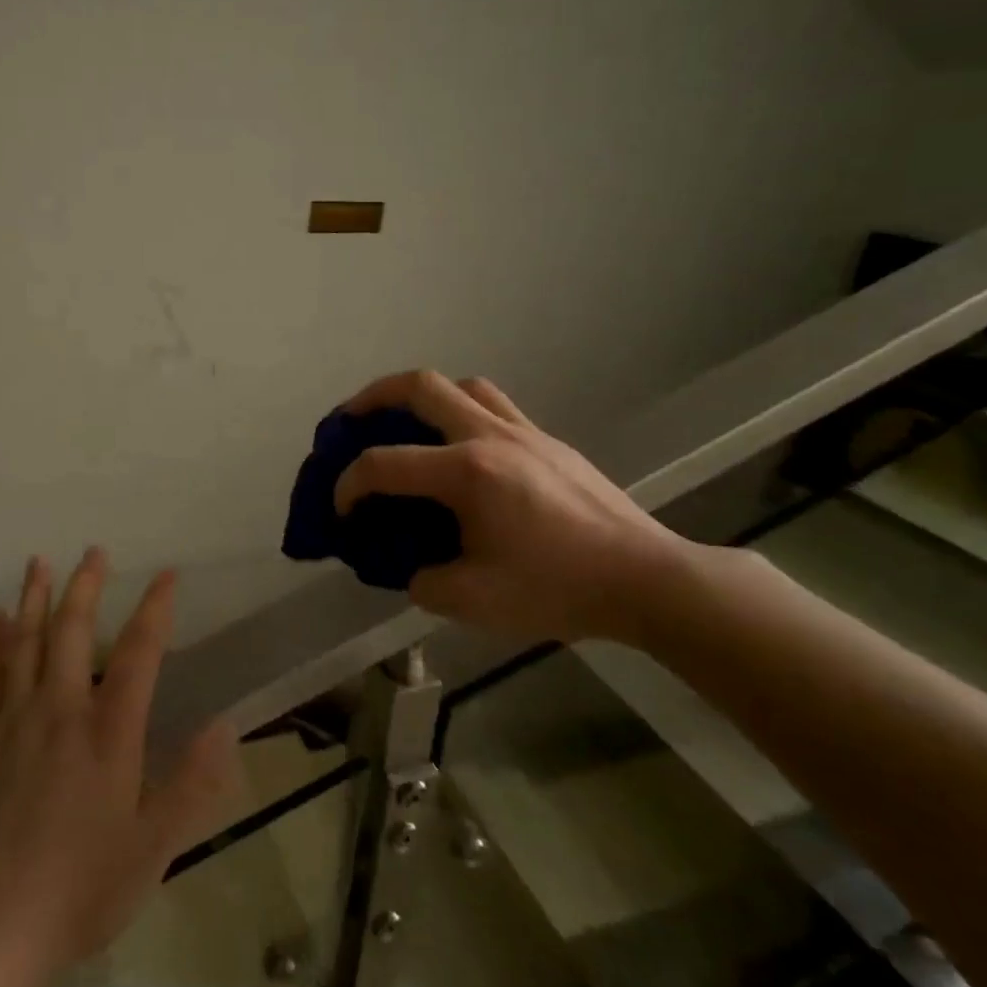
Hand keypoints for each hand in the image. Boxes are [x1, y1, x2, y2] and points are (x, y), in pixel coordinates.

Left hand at [0, 548, 235, 986]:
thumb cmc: (83, 887)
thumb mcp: (154, 846)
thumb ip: (192, 783)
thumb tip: (226, 727)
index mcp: (109, 732)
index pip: (138, 653)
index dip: (155, 609)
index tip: (167, 575)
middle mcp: (62, 711)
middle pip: (73, 632)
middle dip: (86, 586)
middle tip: (94, 550)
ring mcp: (17, 721)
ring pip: (26, 642)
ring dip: (35, 598)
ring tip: (39, 561)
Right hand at [333, 371, 699, 645]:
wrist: (646, 580)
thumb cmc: (558, 588)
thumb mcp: (474, 601)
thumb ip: (424, 582)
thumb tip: (414, 569)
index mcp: (466, 472)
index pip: (383, 464)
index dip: (348, 484)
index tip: (340, 510)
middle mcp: (490, 436)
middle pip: (420, 386)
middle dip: (371, 397)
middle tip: (349, 420)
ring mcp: (524, 433)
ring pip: (462, 386)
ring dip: (424, 397)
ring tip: (408, 425)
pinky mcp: (549, 442)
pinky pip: (495, 407)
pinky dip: (463, 413)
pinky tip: (464, 452)